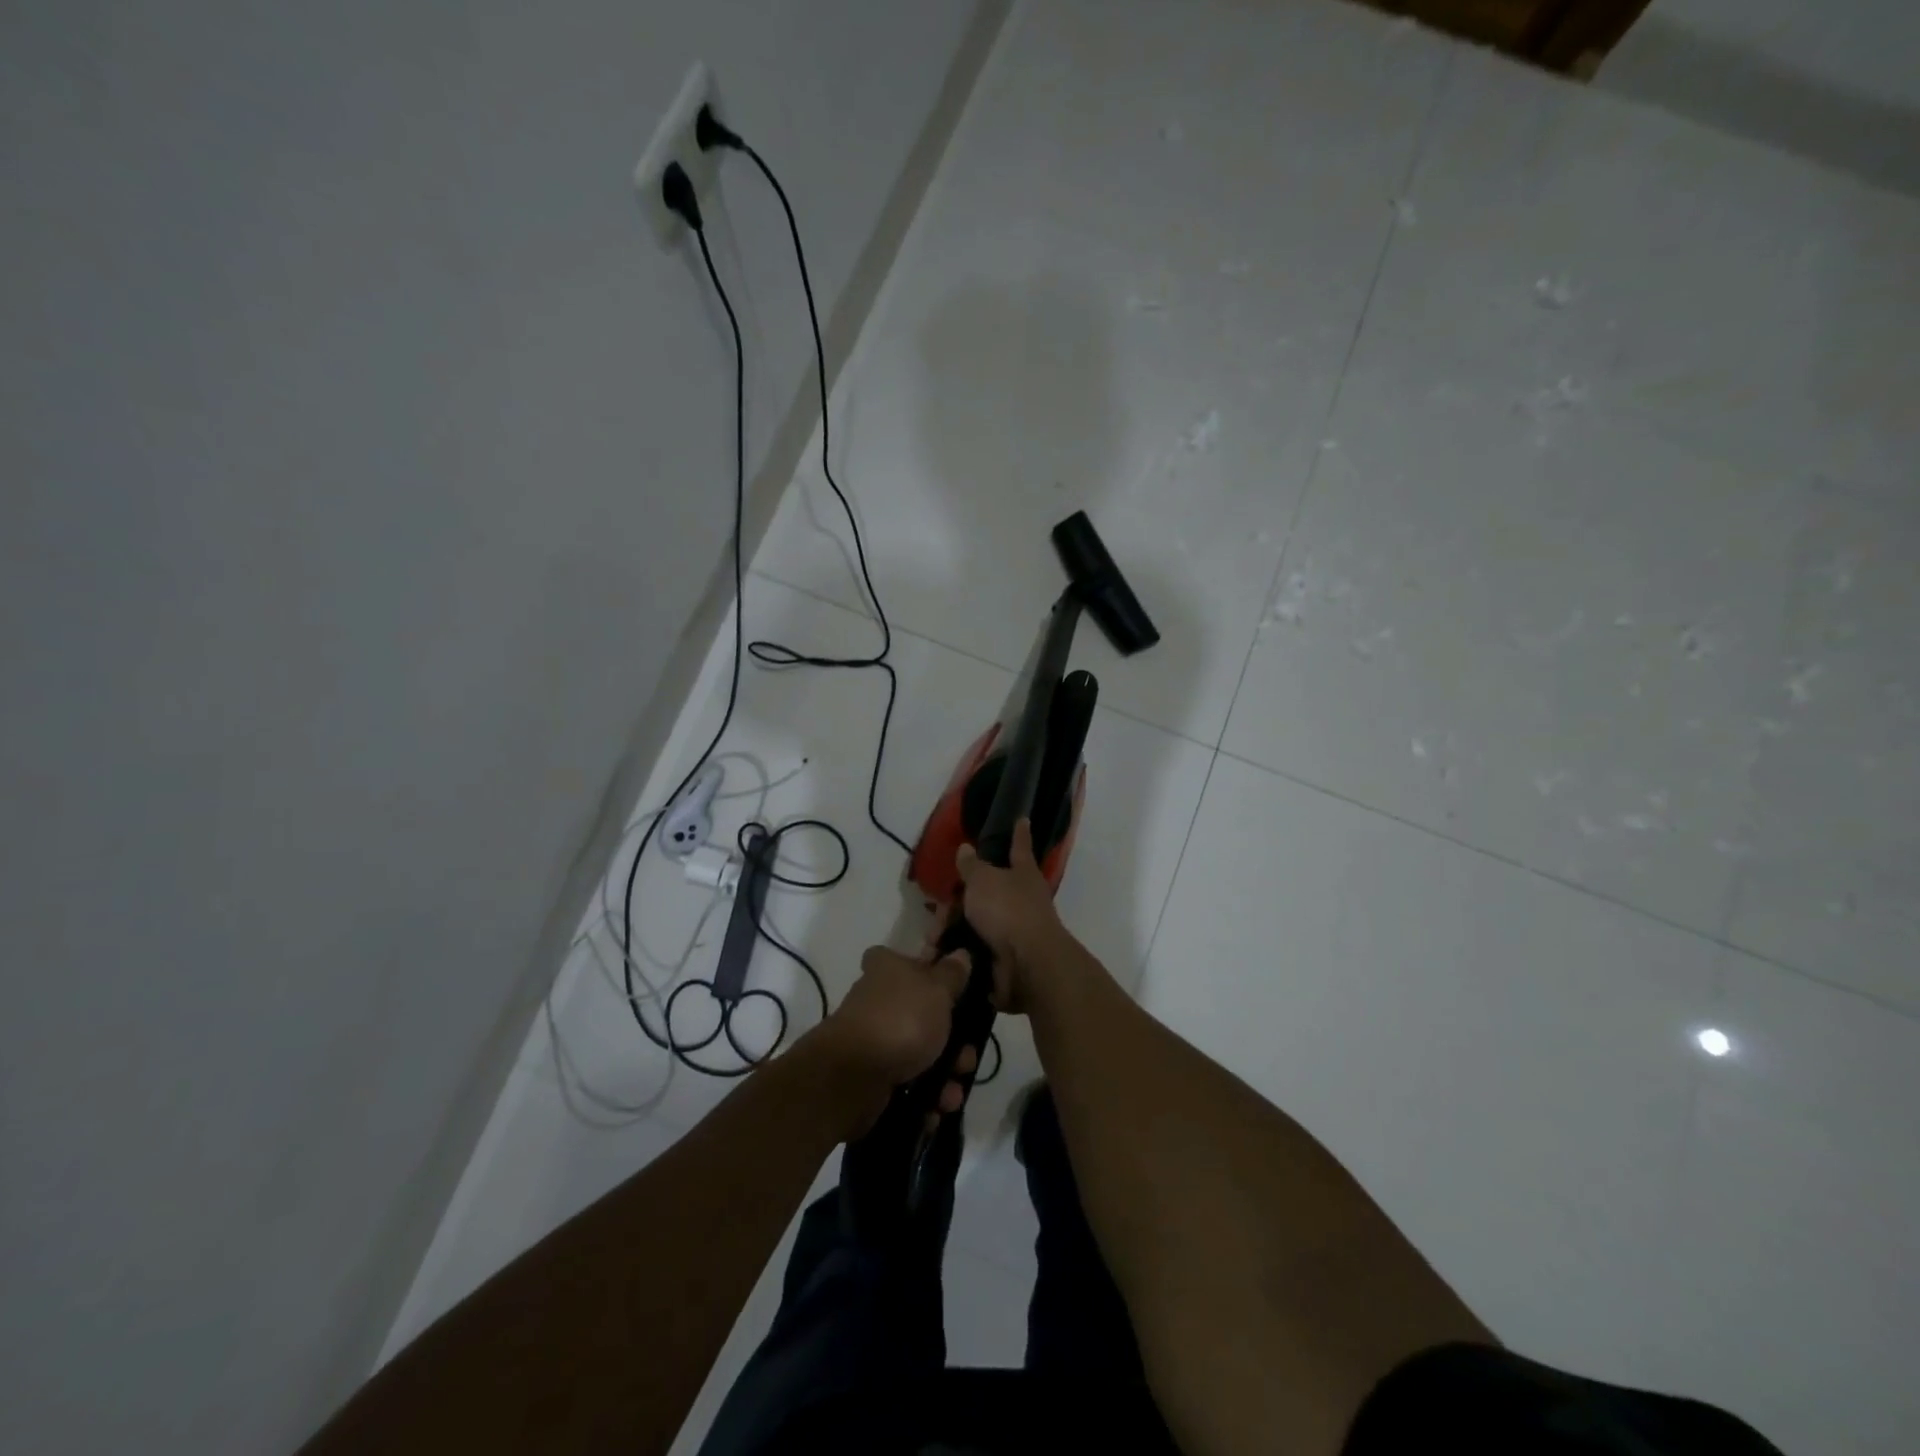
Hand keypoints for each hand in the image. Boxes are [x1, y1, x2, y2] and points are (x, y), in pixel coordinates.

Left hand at [808, 945, 978, 1136]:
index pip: (908, 961)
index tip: (956, 992)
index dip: (933, 974)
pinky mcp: (872, 1077)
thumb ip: (952, 973)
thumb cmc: (900, 1020)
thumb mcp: (937, 989)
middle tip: (966, 1058)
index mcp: (888, 969)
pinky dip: (924, 1098)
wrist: (852, 1077)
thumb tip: (961, 954)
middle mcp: (879, 1001)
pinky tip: (936, 1110)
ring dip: (944, 1075)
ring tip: (952, 1094)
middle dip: (953, 1041)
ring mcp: (875, 1040)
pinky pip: (907, 1084)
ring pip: (920, 1053)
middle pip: (924, 1014)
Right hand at [953, 819, 1067, 1013]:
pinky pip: (972, 948)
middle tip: (938, 908)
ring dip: (951, 929)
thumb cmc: (1008, 910)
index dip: (1019, 833)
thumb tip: (966, 848)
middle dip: (958, 900)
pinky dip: (956, 951)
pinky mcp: (1002, 958)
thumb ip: (972, 865)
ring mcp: (1013, 930)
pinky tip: (937, 954)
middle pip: (985, 892)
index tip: (1023, 819)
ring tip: (932, 938)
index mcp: (1023, 873)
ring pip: (975, 922)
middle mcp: (1022, 899)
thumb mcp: (984, 879)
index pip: (1019, 847)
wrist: (1026, 965)